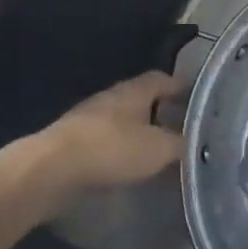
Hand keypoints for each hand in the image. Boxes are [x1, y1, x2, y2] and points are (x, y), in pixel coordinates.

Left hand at [37, 72, 185, 197]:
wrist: (51, 170)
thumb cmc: (112, 149)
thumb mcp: (159, 149)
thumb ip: (180, 144)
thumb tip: (193, 142)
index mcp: (132, 91)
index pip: (160, 79)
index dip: (179, 86)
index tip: (196, 99)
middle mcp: (109, 99)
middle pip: (140, 99)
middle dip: (160, 112)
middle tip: (181, 128)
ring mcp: (87, 121)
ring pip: (122, 122)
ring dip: (140, 133)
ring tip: (158, 151)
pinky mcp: (73, 144)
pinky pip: (106, 142)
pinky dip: (121, 151)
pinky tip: (129, 167)